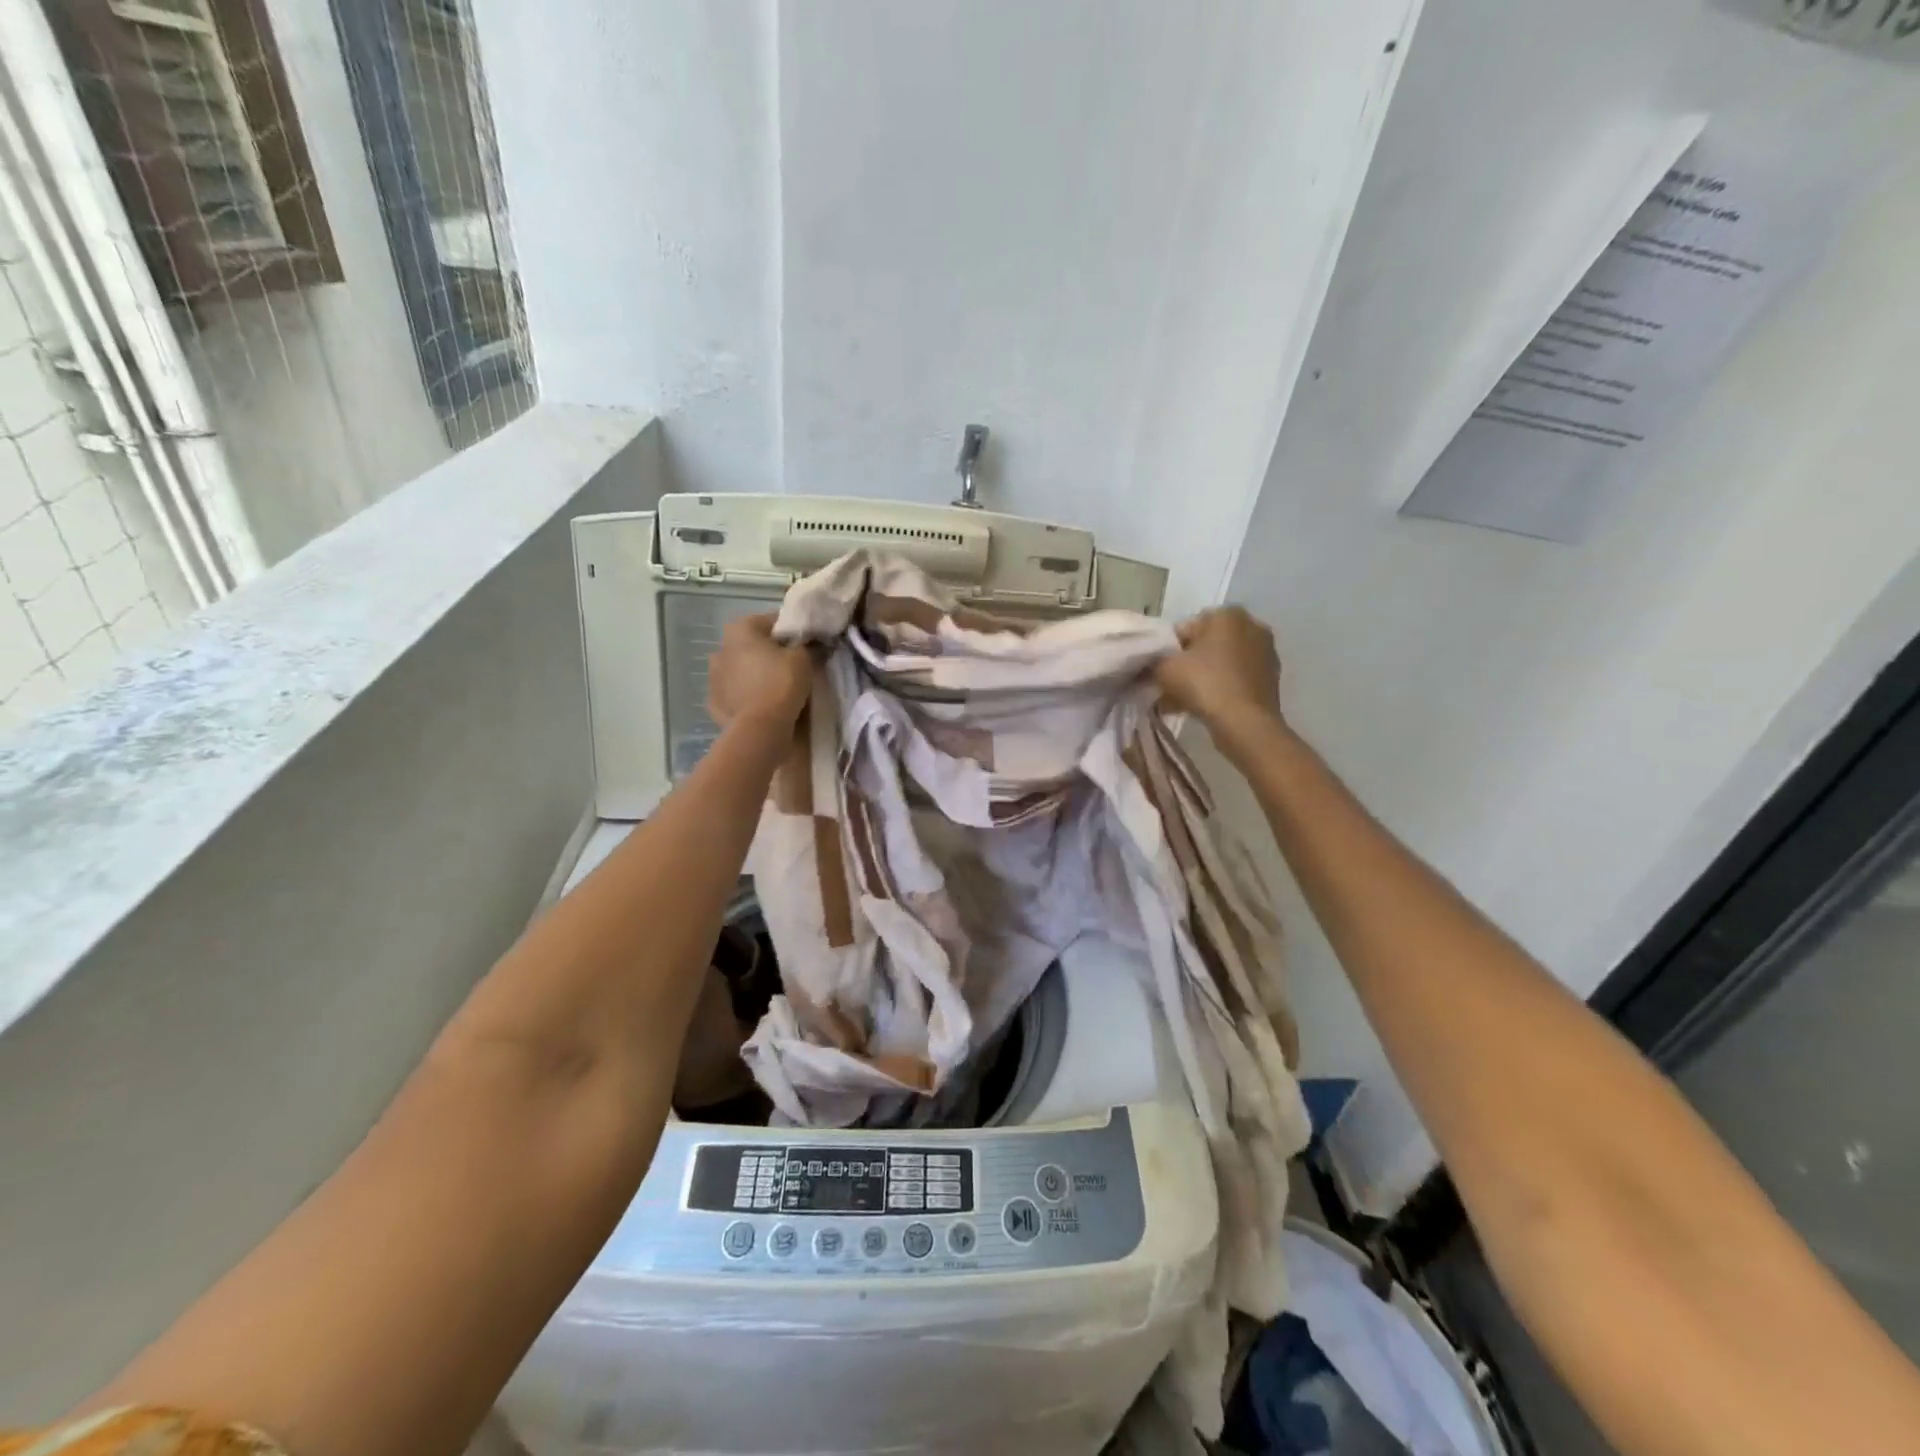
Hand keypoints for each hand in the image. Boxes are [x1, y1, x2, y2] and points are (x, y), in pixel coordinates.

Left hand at [708, 613, 812, 731]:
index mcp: (740, 629)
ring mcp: (713, 677)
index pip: (772, 621)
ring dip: (754, 674)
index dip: (792, 632)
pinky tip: (760, 705)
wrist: (761, 727)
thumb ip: (806, 645)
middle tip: (791, 667)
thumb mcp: (804, 658)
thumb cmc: (782, 683)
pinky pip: (734, 693)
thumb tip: (809, 643)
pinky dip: (745, 696)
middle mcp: (721, 648)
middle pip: (752, 645)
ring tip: (775, 688)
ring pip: (740, 670)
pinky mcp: (714, 702)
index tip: (806, 645)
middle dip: (769, 653)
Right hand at [1155, 607, 1283, 735]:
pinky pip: (1235, 678)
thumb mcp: (1164, 668)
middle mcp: (1251, 625)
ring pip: (1221, 663)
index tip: (1160, 671)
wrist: (1245, 723)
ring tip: (1181, 702)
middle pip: (1206, 645)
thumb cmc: (1204, 684)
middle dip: (1188, 664)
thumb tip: (1151, 664)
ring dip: (1202, 678)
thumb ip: (1153, 660)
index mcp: (1227, 614)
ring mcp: (1265, 652)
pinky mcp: (1271, 677)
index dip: (1168, 650)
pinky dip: (1219, 688)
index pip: (1186, 628)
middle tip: (1170, 687)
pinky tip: (1202, 708)